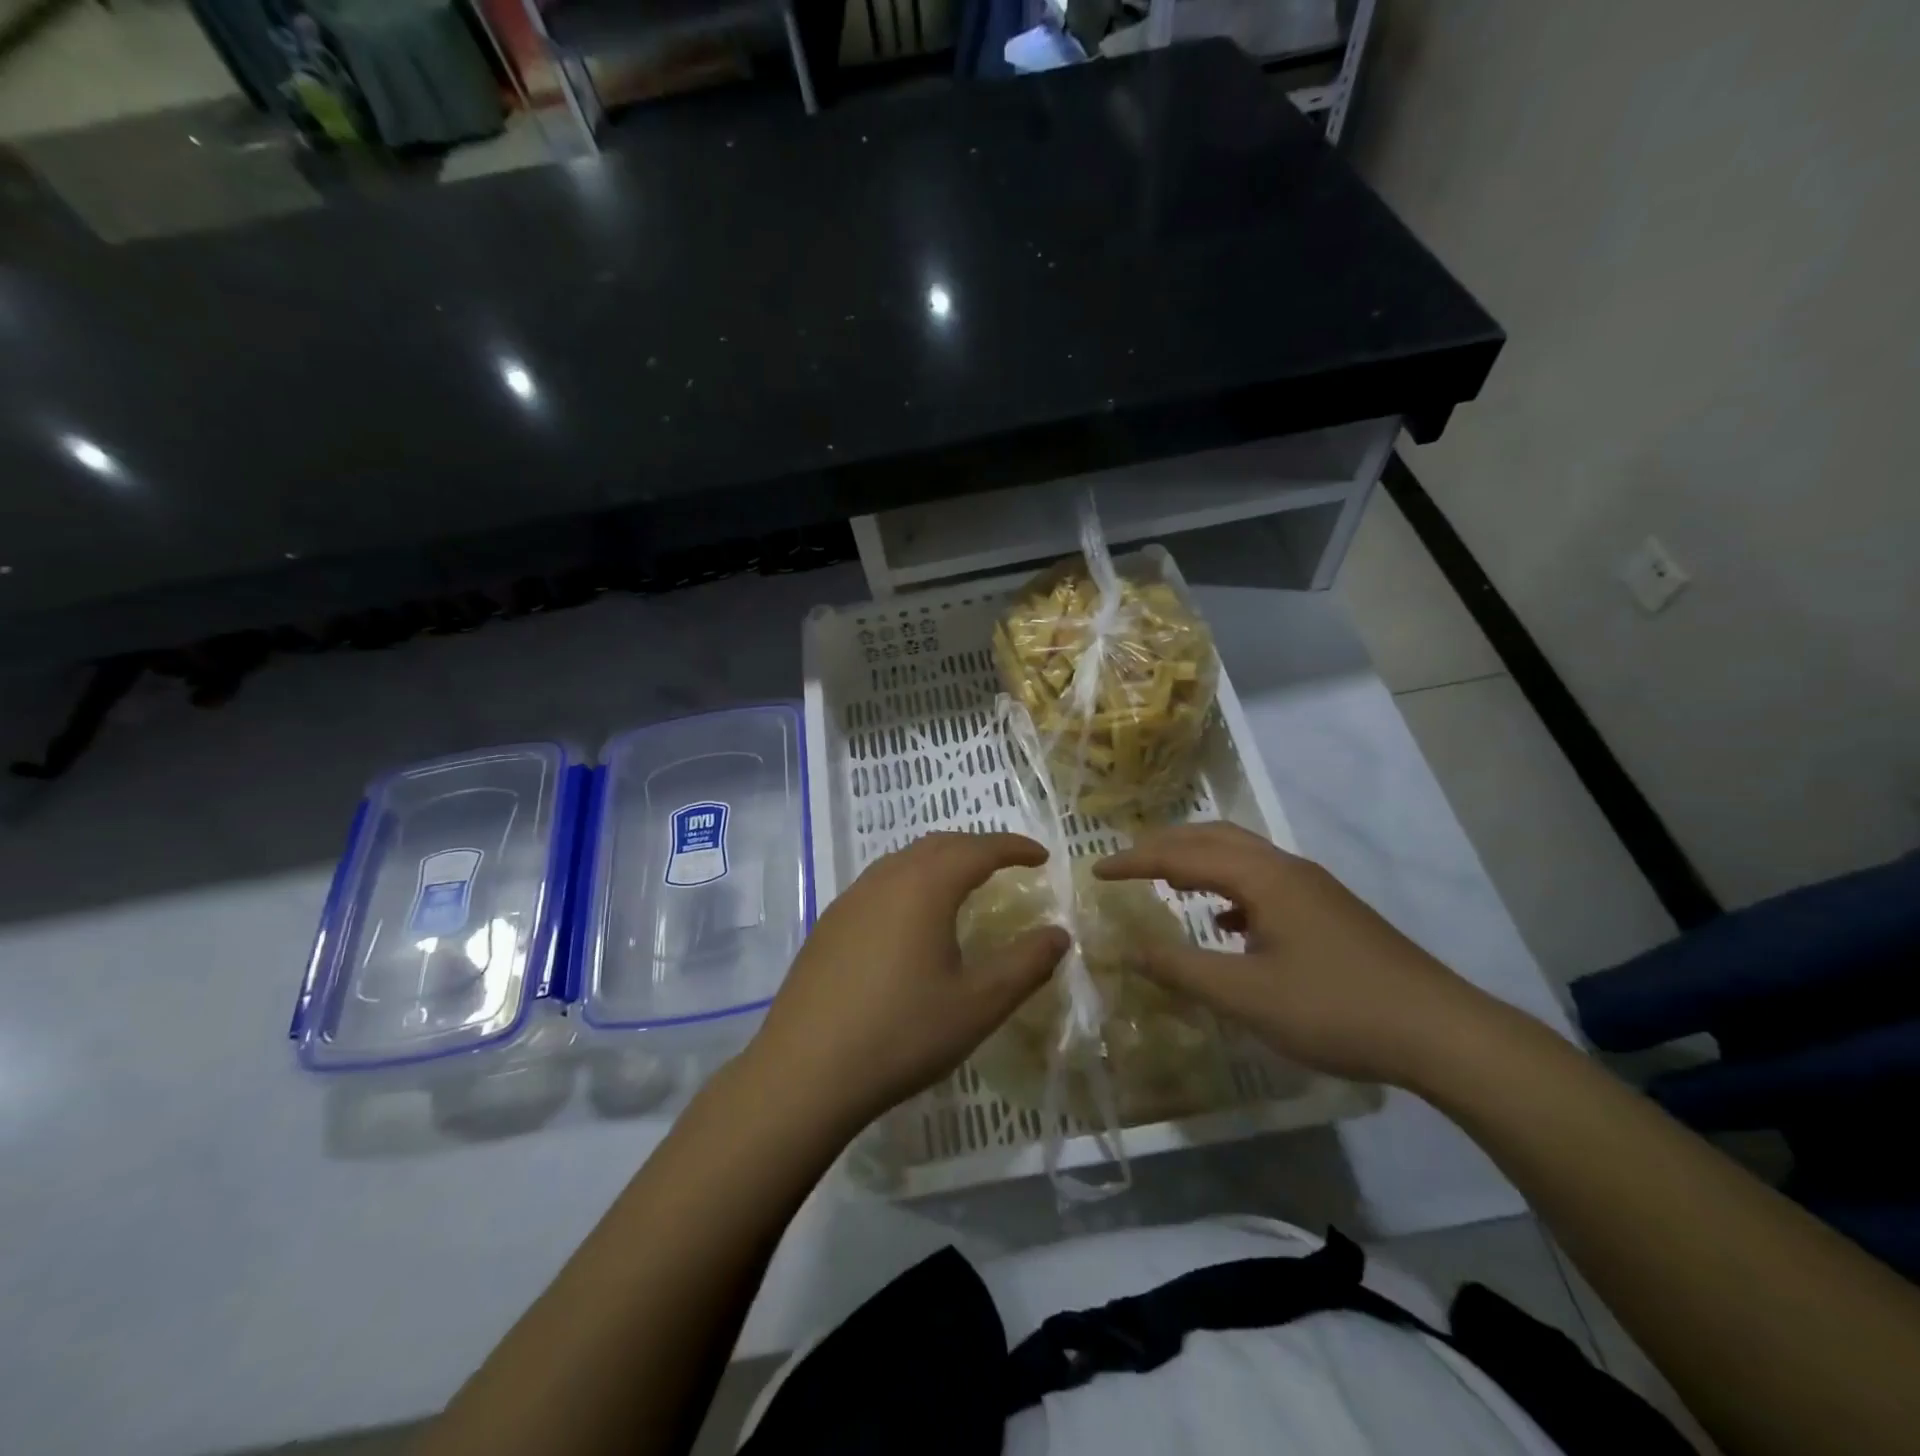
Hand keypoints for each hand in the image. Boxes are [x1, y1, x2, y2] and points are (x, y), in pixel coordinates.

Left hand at [746, 833, 1069, 1134]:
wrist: (804, 1071)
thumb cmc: (901, 1034)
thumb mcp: (978, 1005)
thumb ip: (1026, 965)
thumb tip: (1059, 934)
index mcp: (924, 887)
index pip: (978, 849)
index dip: (1014, 847)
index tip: (1042, 856)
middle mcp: (885, 879)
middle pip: (939, 844)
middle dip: (978, 847)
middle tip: (1007, 865)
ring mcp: (850, 899)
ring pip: (904, 860)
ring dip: (941, 862)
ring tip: (964, 886)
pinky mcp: (829, 924)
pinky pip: (880, 884)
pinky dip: (911, 883)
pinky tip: (912, 920)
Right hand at [1094, 823, 1500, 1086]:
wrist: (1440, 1032)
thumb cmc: (1334, 1009)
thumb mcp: (1245, 996)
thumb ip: (1180, 968)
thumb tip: (1127, 949)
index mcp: (1261, 877)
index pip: (1181, 855)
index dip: (1134, 862)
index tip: (1095, 871)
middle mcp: (1285, 867)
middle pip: (1211, 838)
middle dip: (1163, 846)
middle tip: (1126, 865)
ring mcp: (1311, 886)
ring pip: (1240, 855)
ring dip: (1197, 860)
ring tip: (1167, 884)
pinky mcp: (1328, 908)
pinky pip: (1262, 879)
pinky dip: (1228, 886)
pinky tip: (1226, 923)